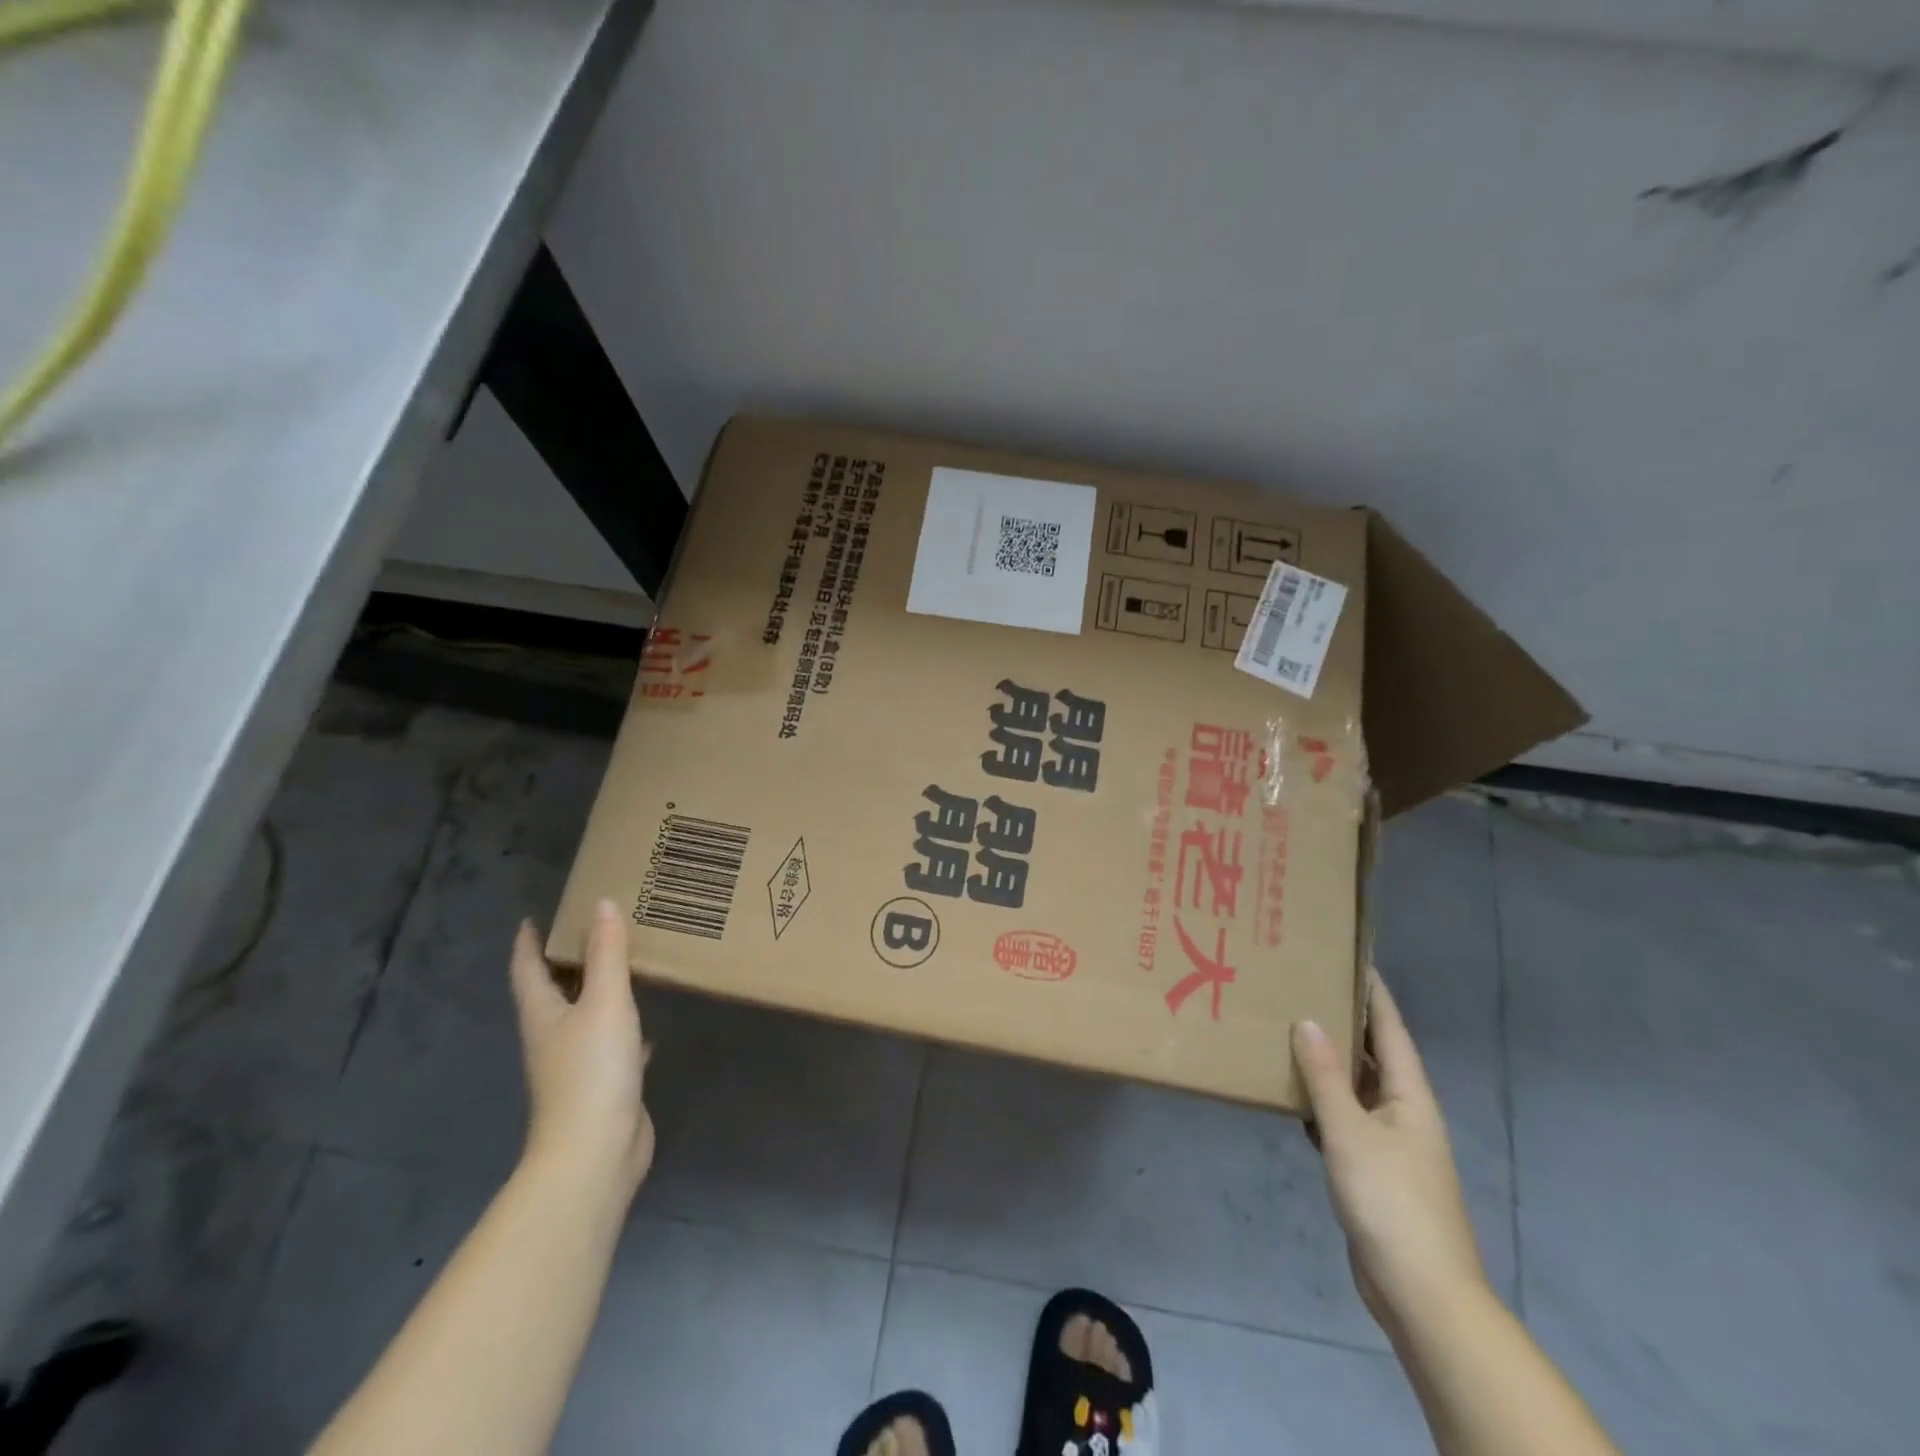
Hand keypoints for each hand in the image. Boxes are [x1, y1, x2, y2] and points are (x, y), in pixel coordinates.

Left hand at [510, 900, 653, 1200]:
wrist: (595, 1153)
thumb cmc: (591, 1071)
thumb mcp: (604, 1002)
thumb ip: (607, 954)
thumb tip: (601, 903)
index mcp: (543, 1015)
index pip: (527, 969)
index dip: (528, 942)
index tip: (536, 917)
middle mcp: (553, 1037)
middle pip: (554, 992)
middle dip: (568, 961)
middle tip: (595, 929)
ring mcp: (577, 1064)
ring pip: (584, 1016)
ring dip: (598, 991)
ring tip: (624, 965)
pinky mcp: (603, 1085)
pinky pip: (611, 1044)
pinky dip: (624, 1028)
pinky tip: (648, 1025)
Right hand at [1292, 969, 1486, 1339]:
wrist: (1421, 1293)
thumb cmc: (1390, 1201)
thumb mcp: (1351, 1132)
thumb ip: (1326, 1076)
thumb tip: (1308, 1020)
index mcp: (1411, 1097)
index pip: (1392, 1030)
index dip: (1374, 994)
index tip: (1350, 957)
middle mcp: (1404, 1114)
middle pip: (1375, 1056)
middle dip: (1345, 1022)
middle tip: (1305, 987)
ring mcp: (1390, 1145)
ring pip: (1356, 1089)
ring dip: (1328, 1063)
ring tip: (1290, 1030)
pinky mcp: (1372, 1171)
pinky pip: (1344, 1120)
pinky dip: (1321, 1102)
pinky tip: (1292, 1095)